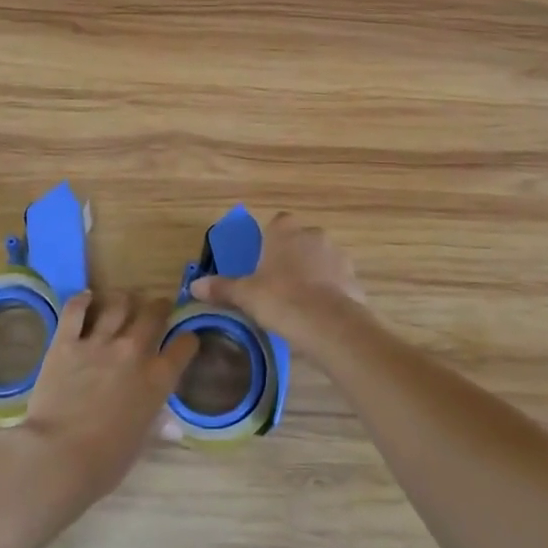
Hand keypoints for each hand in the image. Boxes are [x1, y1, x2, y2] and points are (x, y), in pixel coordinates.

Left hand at [1, 290, 195, 531]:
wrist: (58, 457)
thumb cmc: (105, 462)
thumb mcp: (140, 445)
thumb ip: (157, 426)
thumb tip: (172, 427)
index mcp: (157, 379)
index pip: (184, 346)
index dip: (187, 340)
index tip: (184, 340)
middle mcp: (133, 352)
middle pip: (153, 314)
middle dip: (159, 307)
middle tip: (156, 309)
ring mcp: (98, 343)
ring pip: (118, 304)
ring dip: (124, 300)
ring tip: (124, 300)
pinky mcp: (66, 341)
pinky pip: (76, 310)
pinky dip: (82, 300)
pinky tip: (86, 298)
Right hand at [188, 212, 365, 348]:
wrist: (330, 324)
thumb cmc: (281, 299)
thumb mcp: (245, 295)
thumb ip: (221, 288)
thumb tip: (194, 286)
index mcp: (284, 230)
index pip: (276, 223)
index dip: (269, 241)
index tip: (262, 263)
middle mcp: (313, 233)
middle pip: (299, 241)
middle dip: (290, 258)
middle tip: (277, 285)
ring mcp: (337, 254)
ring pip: (319, 259)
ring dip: (312, 273)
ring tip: (299, 303)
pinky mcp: (353, 277)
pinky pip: (336, 280)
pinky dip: (328, 291)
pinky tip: (318, 313)